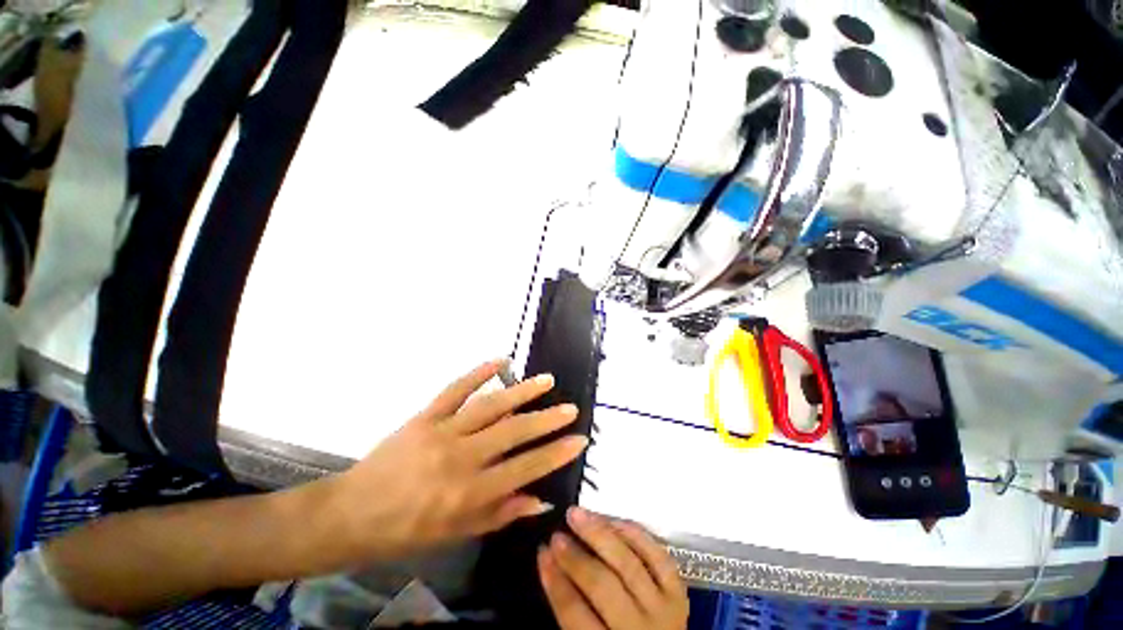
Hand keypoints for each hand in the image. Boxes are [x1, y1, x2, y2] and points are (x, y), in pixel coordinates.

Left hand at [329, 359, 586, 559]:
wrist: (351, 514)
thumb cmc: (406, 531)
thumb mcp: (456, 533)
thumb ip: (501, 514)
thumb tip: (541, 500)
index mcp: (469, 494)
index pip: (524, 469)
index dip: (555, 453)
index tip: (579, 439)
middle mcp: (460, 459)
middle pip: (513, 433)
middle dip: (547, 420)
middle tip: (571, 408)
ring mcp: (442, 432)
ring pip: (490, 406)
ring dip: (521, 391)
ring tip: (547, 380)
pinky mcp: (425, 416)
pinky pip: (455, 389)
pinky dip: (478, 372)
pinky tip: (500, 360)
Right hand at [539, 507, 688, 629]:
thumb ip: (573, 614)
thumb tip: (552, 566)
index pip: (576, 614)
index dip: (556, 581)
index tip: (542, 552)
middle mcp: (640, 629)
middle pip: (603, 585)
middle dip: (576, 556)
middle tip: (557, 533)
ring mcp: (664, 609)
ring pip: (629, 564)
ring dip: (600, 534)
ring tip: (578, 514)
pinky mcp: (679, 593)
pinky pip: (658, 557)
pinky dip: (636, 535)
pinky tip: (614, 520)